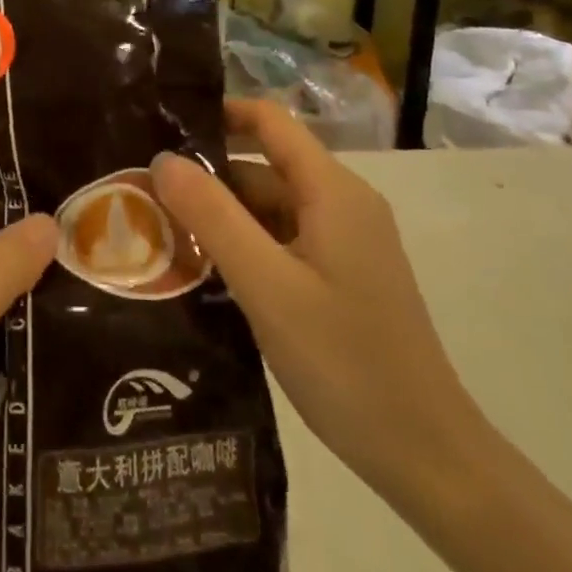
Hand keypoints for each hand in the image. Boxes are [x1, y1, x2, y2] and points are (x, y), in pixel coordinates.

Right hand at [154, 104, 571, 571]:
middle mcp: (343, 203)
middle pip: (266, 166)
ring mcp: (346, 241)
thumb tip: (164, 157)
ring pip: (272, 207)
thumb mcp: (266, 285)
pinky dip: (246, 245)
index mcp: (332, 190)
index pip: (269, 121)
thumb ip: (213, 216)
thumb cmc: (345, 362)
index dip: (218, 114)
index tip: (164, 127)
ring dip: (224, 215)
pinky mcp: (344, 276)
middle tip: (144, 192)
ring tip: (161, 230)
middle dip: (209, 176)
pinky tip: (206, 271)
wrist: (428, 456)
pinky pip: (285, 240)